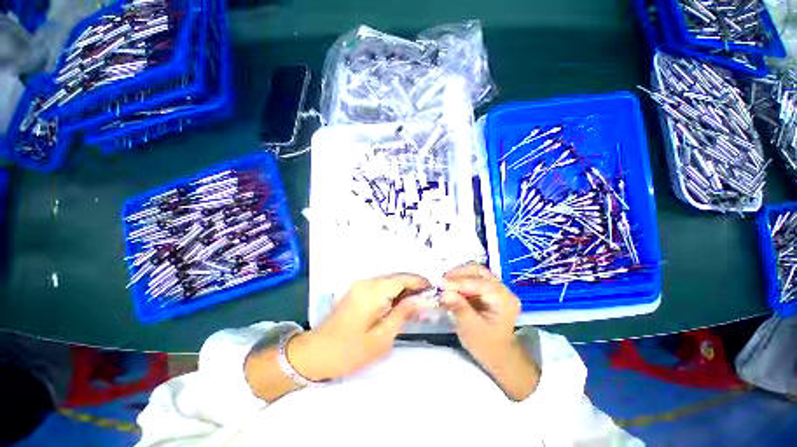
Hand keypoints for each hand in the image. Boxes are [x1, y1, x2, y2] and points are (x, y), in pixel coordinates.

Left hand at [289, 274, 430, 380]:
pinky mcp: (357, 290)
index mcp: (373, 292)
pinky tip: (398, 304)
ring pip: (389, 281)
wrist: (315, 353)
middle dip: (413, 286)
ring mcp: (360, 284)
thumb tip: (421, 299)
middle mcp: (367, 282)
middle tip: (427, 301)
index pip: (403, 279)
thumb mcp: (382, 338)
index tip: (434, 291)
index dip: (420, 282)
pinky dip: (393, 292)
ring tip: (416, 304)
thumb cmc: (349, 351)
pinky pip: (380, 286)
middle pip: (396, 277)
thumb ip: (402, 314)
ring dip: (403, 289)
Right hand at [441, 264, 538, 399]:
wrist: (498, 355)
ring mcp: (495, 287)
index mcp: (504, 300)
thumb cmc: (486, 345)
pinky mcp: (487, 288)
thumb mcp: (470, 329)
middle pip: (479, 271)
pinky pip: (472, 277)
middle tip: (442, 281)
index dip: (459, 282)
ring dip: (458, 275)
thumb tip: (444, 293)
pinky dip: (460, 279)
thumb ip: (459, 308)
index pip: (480, 283)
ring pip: (475, 271)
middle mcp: (502, 289)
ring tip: (444, 283)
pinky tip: (450, 286)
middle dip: (458, 274)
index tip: (441, 284)